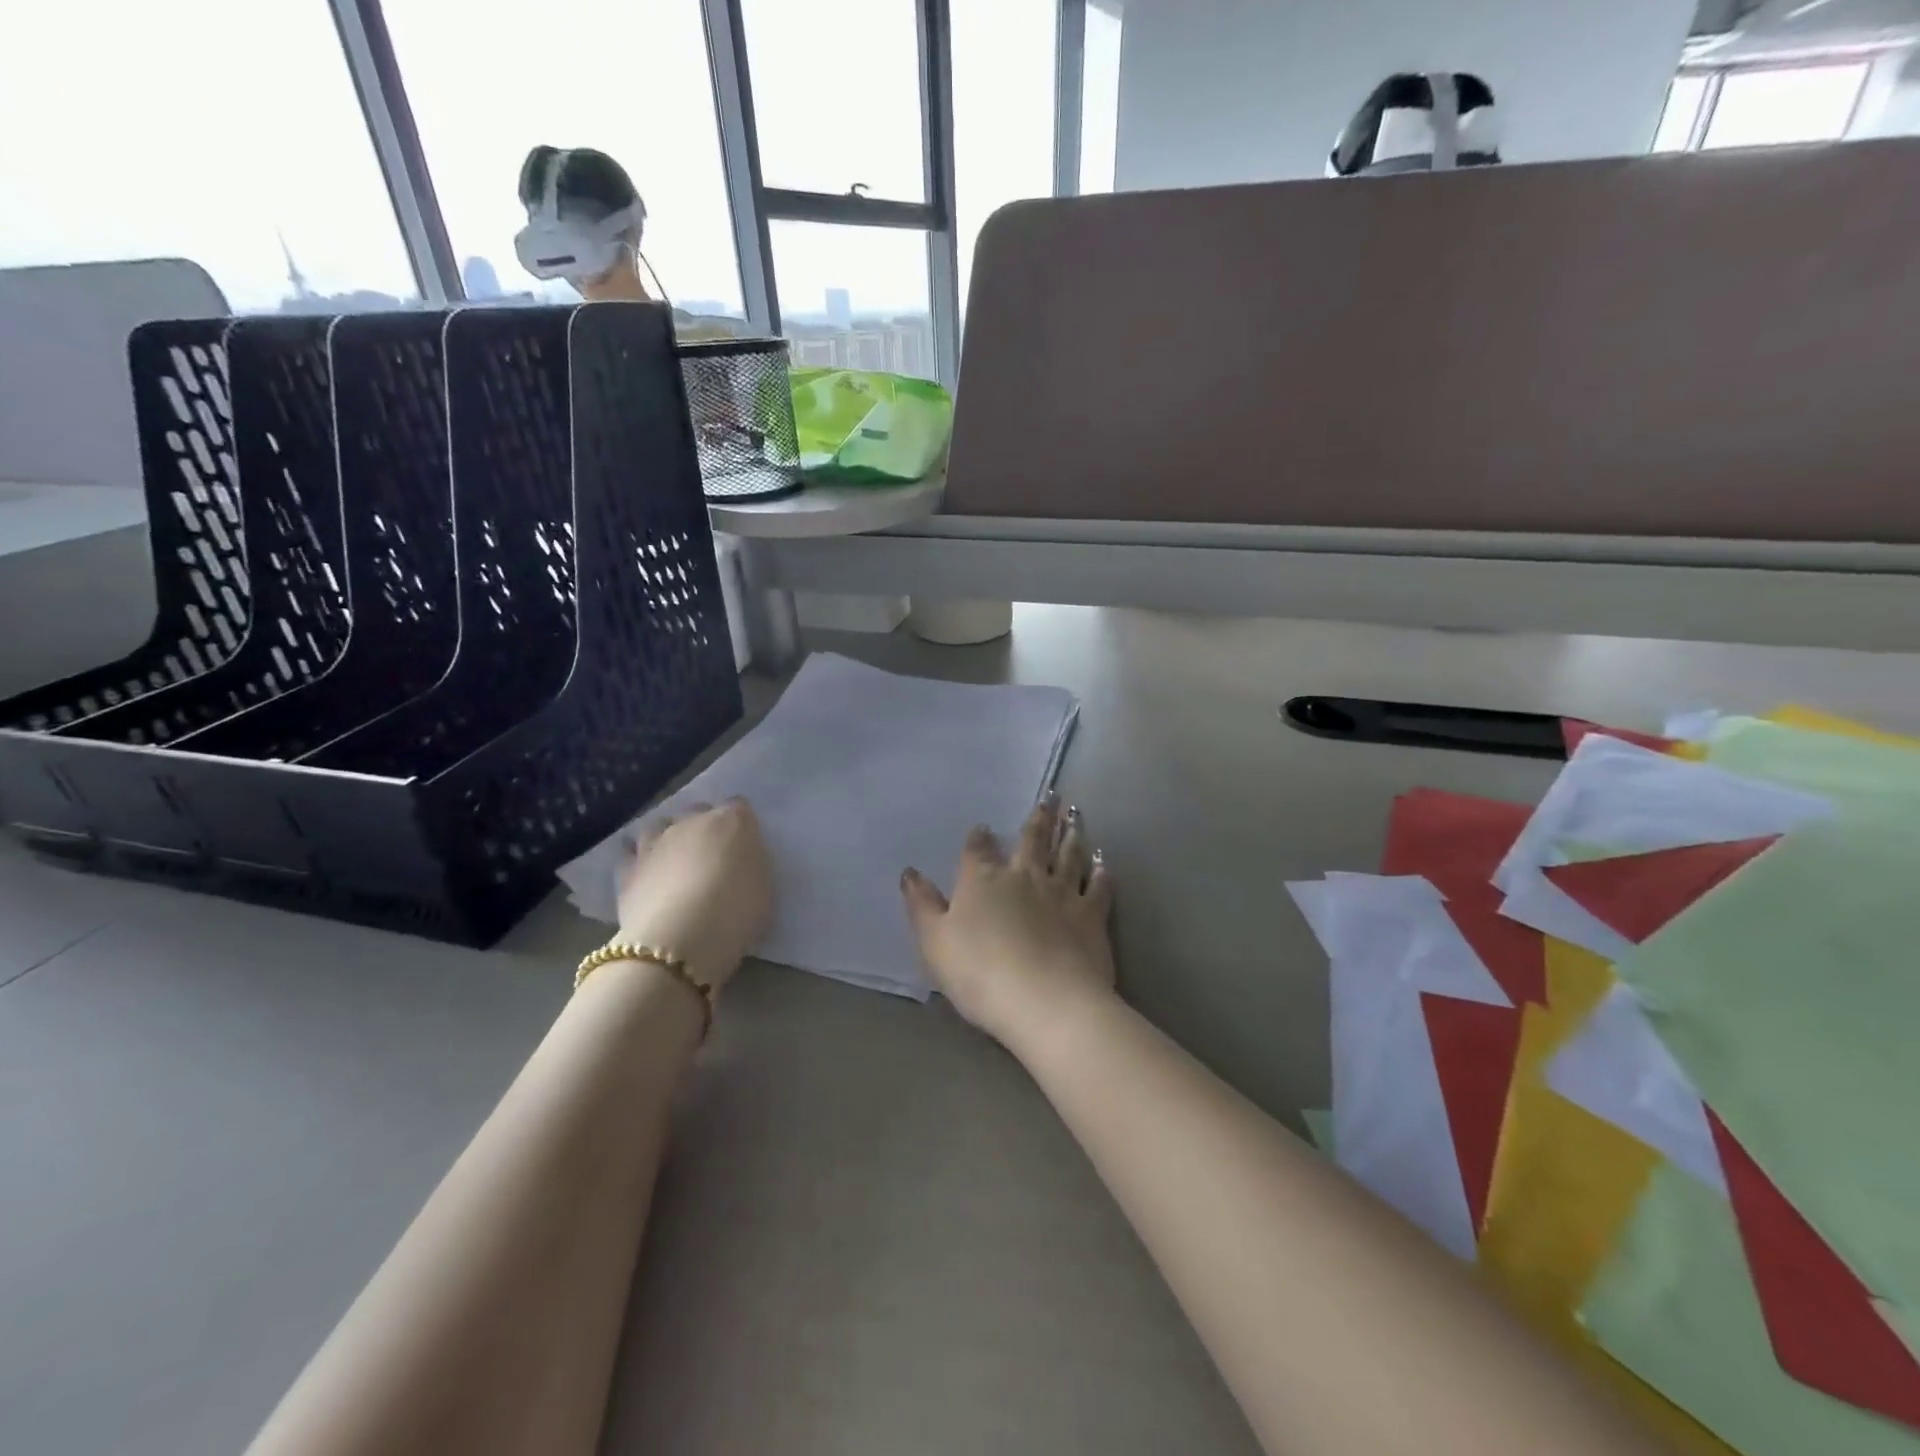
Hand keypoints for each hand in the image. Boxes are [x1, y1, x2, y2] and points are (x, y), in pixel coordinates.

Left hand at [616, 799, 772, 994]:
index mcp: (732, 821)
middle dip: (704, 827)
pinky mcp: (627, 867)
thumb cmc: (735, 914)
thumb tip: (741, 860)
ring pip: (660, 825)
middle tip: (711, 856)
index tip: (744, 846)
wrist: (678, 941)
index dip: (741, 825)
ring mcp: (656, 842)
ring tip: (674, 862)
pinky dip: (638, 860)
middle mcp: (692, 821)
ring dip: (668, 838)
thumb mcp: (764, 888)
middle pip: (698, 811)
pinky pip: (631, 854)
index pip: (739, 807)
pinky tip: (645, 875)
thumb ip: (752, 864)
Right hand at [901, 797, 1116, 1047]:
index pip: (978, 850)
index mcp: (983, 880)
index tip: (982, 827)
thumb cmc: (980, 973)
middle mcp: (1024, 876)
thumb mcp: (935, 942)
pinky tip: (1104, 863)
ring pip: (1068, 854)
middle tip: (1051, 797)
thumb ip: (922, 905)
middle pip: (1032, 840)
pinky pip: (1099, 886)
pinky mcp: (1092, 914)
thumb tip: (910, 873)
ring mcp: (1062, 892)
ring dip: (1071, 834)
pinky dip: (1102, 872)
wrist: (1045, 1001)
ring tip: (1076, 816)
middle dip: (1039, 818)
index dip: (979, 838)